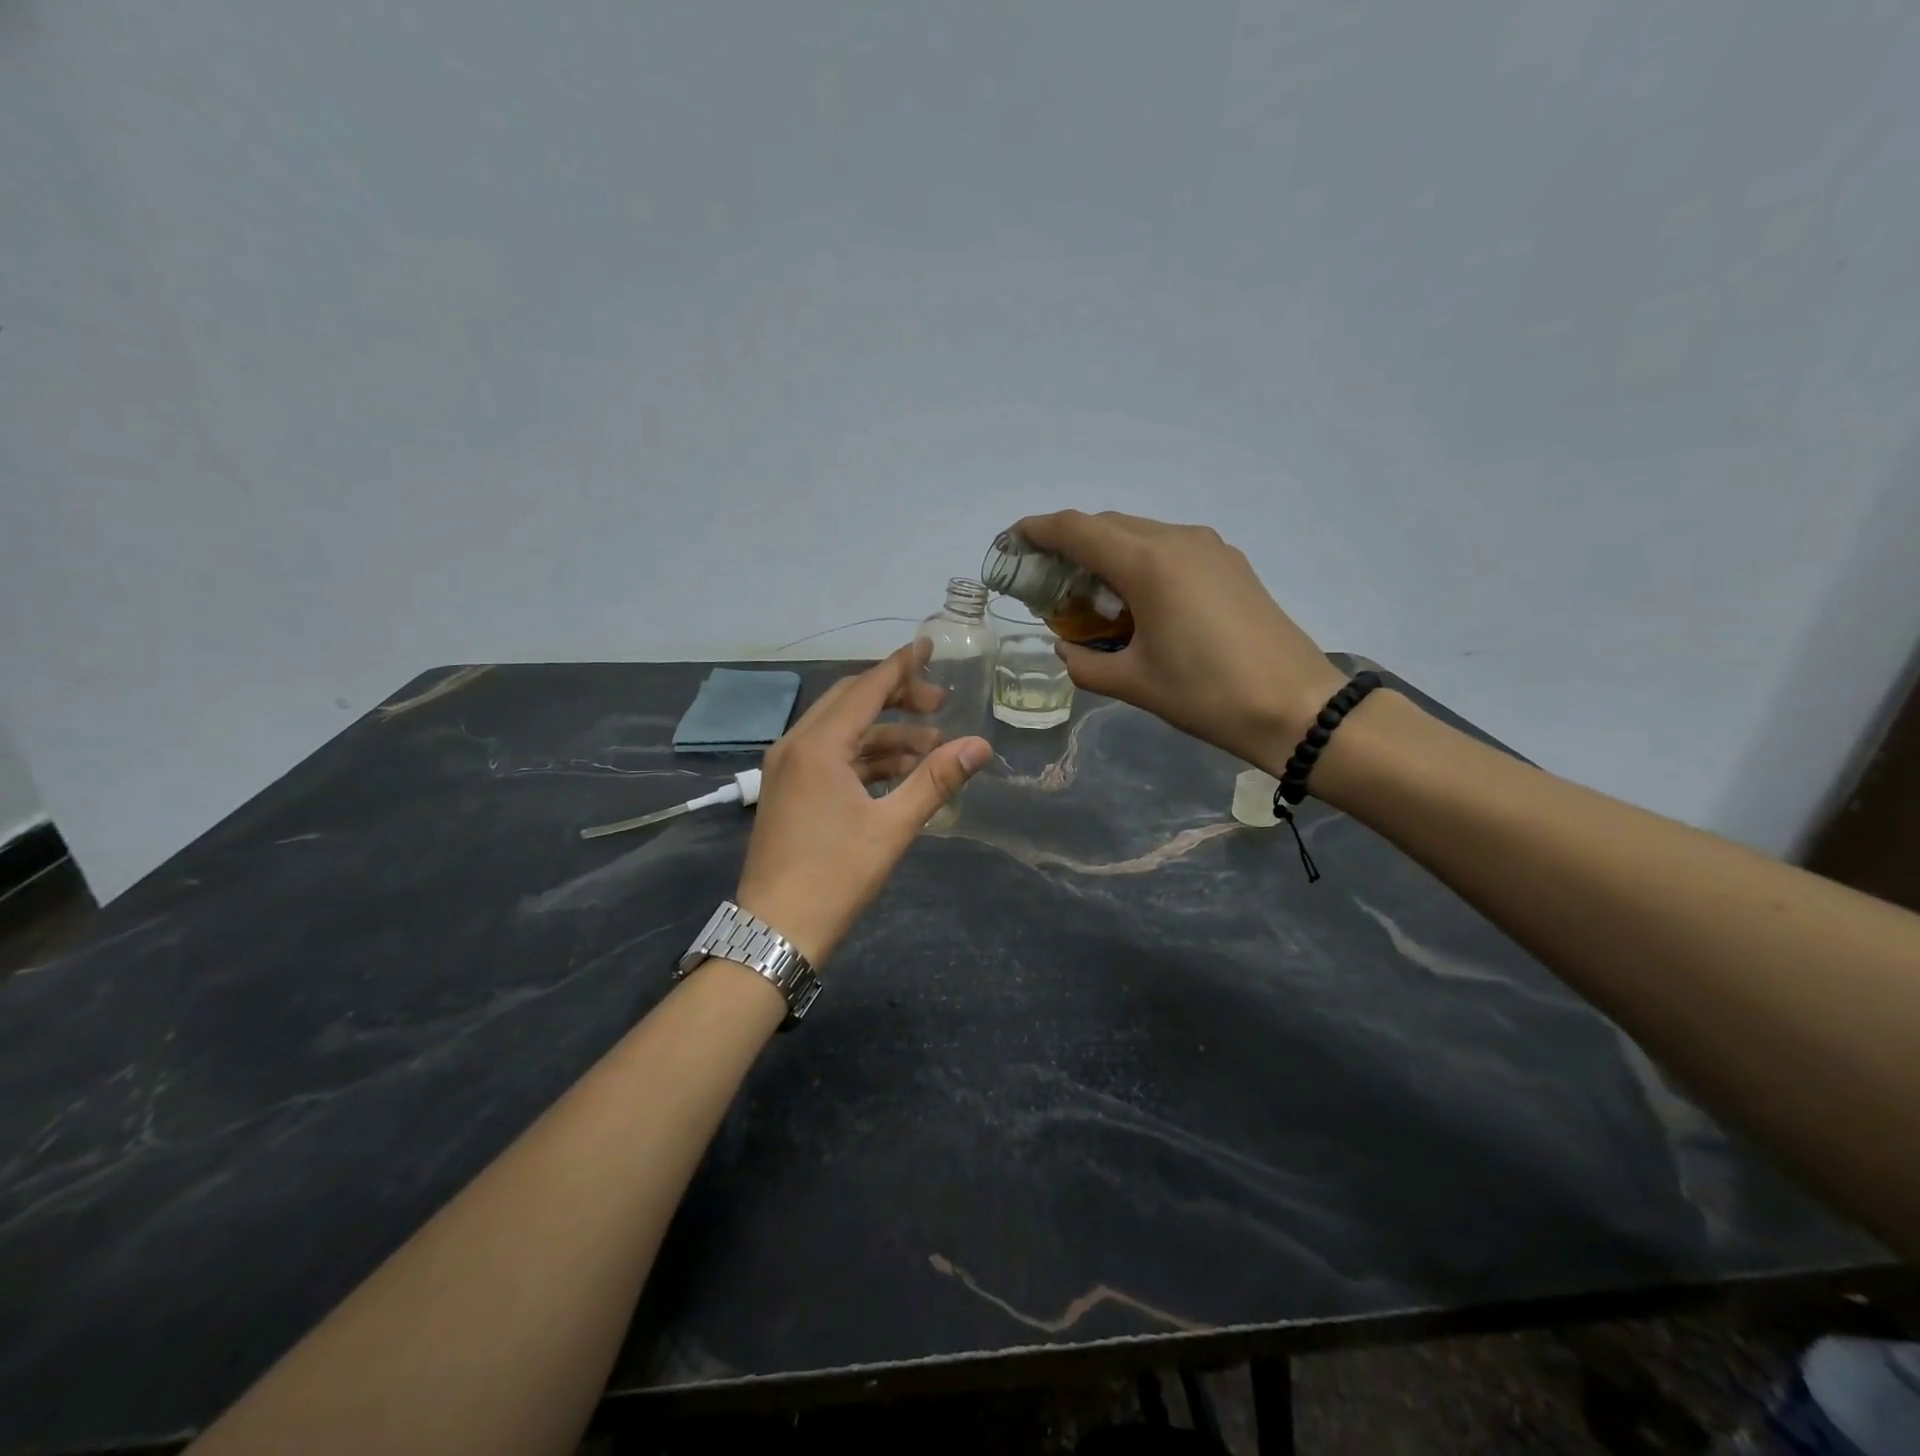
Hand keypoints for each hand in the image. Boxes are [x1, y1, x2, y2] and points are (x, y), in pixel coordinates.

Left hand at [734, 644, 991, 966]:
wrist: (774, 930)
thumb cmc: (835, 877)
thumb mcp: (892, 827)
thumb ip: (936, 780)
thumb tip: (981, 746)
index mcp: (818, 746)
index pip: (866, 689)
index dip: (901, 666)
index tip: (929, 645)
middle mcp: (795, 746)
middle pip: (851, 702)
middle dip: (897, 698)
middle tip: (940, 706)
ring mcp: (786, 768)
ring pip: (841, 731)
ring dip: (884, 733)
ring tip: (930, 747)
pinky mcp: (787, 790)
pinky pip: (830, 756)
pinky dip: (864, 757)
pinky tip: (897, 772)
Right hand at [1015, 511, 1348, 770]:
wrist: (1296, 707)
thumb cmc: (1206, 695)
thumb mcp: (1133, 684)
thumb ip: (1085, 663)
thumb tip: (1067, 650)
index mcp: (1148, 563)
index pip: (1076, 529)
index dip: (1038, 530)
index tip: (1013, 540)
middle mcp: (1178, 539)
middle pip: (1108, 525)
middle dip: (1071, 544)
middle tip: (1047, 579)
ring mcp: (1210, 548)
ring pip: (1141, 534)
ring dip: (1107, 553)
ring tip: (1090, 593)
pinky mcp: (1230, 564)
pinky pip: (1170, 548)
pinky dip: (1140, 562)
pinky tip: (1137, 600)